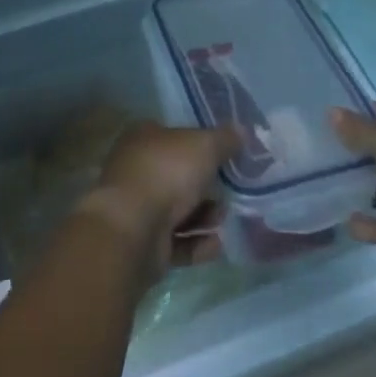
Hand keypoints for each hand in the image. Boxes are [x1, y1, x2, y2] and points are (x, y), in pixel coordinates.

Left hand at [77, 121, 239, 277]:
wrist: (133, 230)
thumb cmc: (167, 173)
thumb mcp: (204, 145)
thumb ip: (225, 139)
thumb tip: (243, 131)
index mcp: (144, 137)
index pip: (175, 136)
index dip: (200, 145)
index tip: (225, 157)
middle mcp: (137, 169)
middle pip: (179, 176)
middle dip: (206, 187)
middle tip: (229, 192)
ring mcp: (138, 208)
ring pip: (178, 211)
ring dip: (205, 217)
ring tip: (222, 220)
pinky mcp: (144, 244)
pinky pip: (177, 242)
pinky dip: (197, 244)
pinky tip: (216, 245)